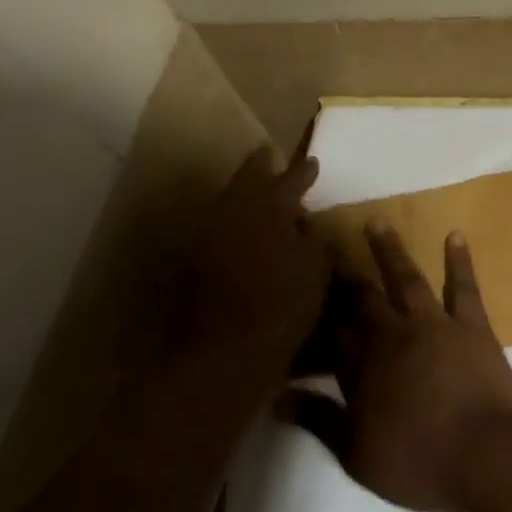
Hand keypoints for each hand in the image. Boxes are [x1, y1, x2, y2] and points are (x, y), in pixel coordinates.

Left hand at [162, 148, 331, 428]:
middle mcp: (233, 212)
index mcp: (268, 207)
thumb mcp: (317, 269)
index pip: (289, 179)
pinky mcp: (195, 260)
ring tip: (261, 196)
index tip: (313, 163)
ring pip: (229, 202)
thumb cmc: (282, 307)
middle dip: (262, 168)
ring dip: (245, 195)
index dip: (303, 171)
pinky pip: (219, 227)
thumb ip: (315, 238)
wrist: (224, 352)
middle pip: (247, 178)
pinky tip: (245, 232)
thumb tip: (307, 222)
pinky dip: (234, 222)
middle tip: (272, 159)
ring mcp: (208, 234)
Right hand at [284, 226, 511, 511]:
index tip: (306, 289)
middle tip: (330, 246)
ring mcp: (434, 325)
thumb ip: (319, 421)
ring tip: (377, 223)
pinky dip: (458, 260)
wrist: (486, 455)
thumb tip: (277, 398)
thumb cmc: (419, 462)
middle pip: (364, 299)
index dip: (320, 313)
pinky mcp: (471, 325)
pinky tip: (455, 235)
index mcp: (363, 368)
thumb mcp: (358, 455)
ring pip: (407, 279)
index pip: (334, 333)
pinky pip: (463, 286)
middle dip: (346, 275)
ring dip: (390, 251)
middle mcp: (394, 335)